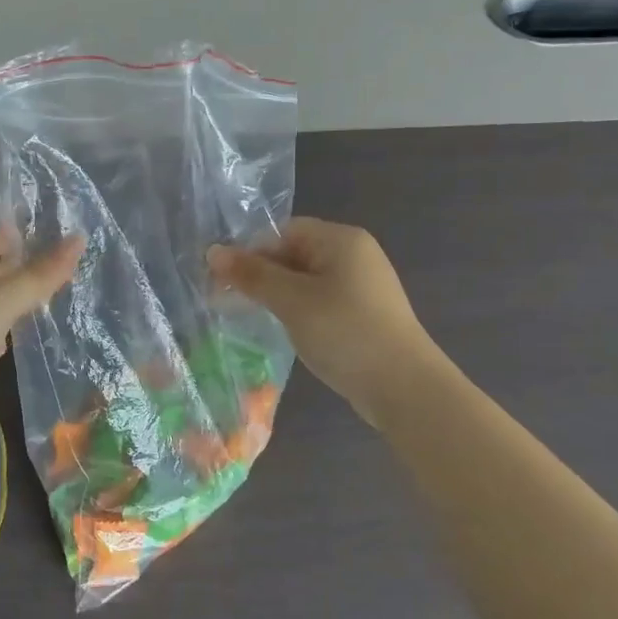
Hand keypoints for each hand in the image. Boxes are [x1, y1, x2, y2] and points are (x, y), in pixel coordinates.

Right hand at [209, 218, 435, 431]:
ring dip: (276, 295)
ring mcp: (362, 286)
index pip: (283, 231)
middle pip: (293, 253)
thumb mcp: (291, 300)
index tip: (224, 281)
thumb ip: (252, 275)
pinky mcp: (363, 314)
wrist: (404, 387)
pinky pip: (319, 301)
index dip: (250, 251)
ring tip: (250, 317)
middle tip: (227, 301)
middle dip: (260, 275)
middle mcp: (355, 255)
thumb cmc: (344, 332)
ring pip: (304, 280)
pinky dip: (297, 311)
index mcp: (341, 240)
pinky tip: (284, 331)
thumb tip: (213, 252)